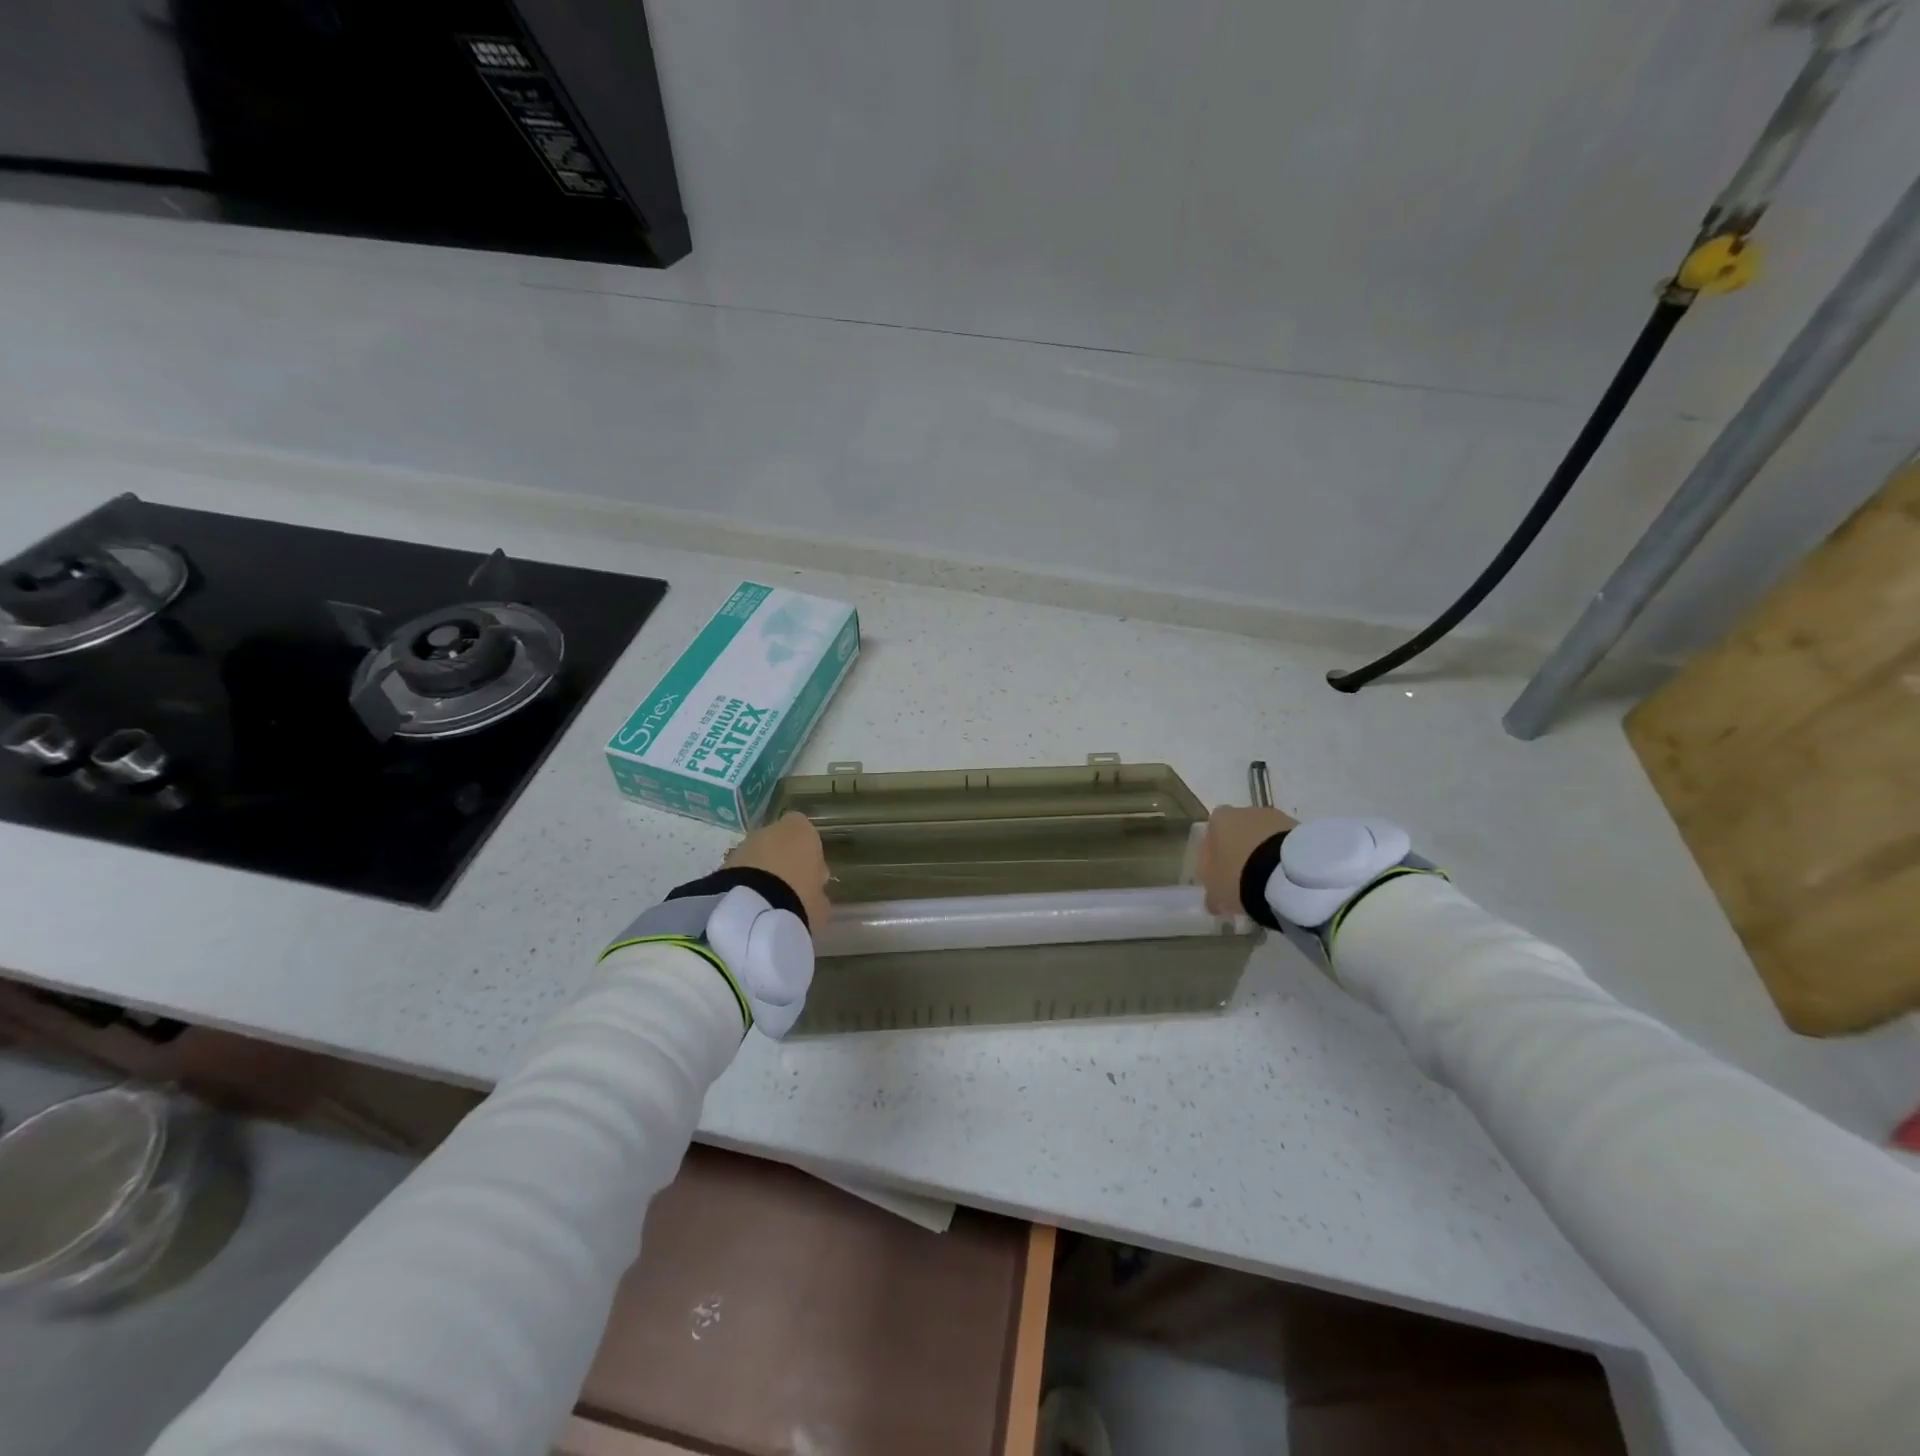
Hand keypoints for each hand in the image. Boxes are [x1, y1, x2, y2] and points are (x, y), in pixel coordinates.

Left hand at [727, 812, 831, 927]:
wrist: (753, 911)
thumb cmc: (800, 898)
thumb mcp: (821, 903)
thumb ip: (817, 893)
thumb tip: (814, 897)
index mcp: (801, 830)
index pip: (807, 834)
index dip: (809, 855)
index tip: (812, 877)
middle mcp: (770, 830)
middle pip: (780, 843)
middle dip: (783, 862)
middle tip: (788, 891)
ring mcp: (744, 845)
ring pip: (757, 857)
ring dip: (761, 874)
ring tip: (767, 903)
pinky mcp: (722, 864)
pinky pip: (740, 872)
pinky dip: (744, 884)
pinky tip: (750, 906)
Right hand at [1198, 805, 1297, 916]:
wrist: (1287, 874)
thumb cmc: (1239, 876)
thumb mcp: (1215, 890)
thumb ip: (1212, 889)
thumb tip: (1213, 898)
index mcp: (1219, 819)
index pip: (1212, 830)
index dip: (1215, 851)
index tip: (1220, 871)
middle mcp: (1246, 811)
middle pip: (1239, 830)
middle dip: (1241, 849)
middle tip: (1245, 877)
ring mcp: (1276, 817)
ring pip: (1265, 835)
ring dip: (1265, 852)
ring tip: (1269, 881)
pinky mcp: (1301, 828)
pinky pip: (1285, 843)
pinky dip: (1283, 856)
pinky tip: (1286, 877)